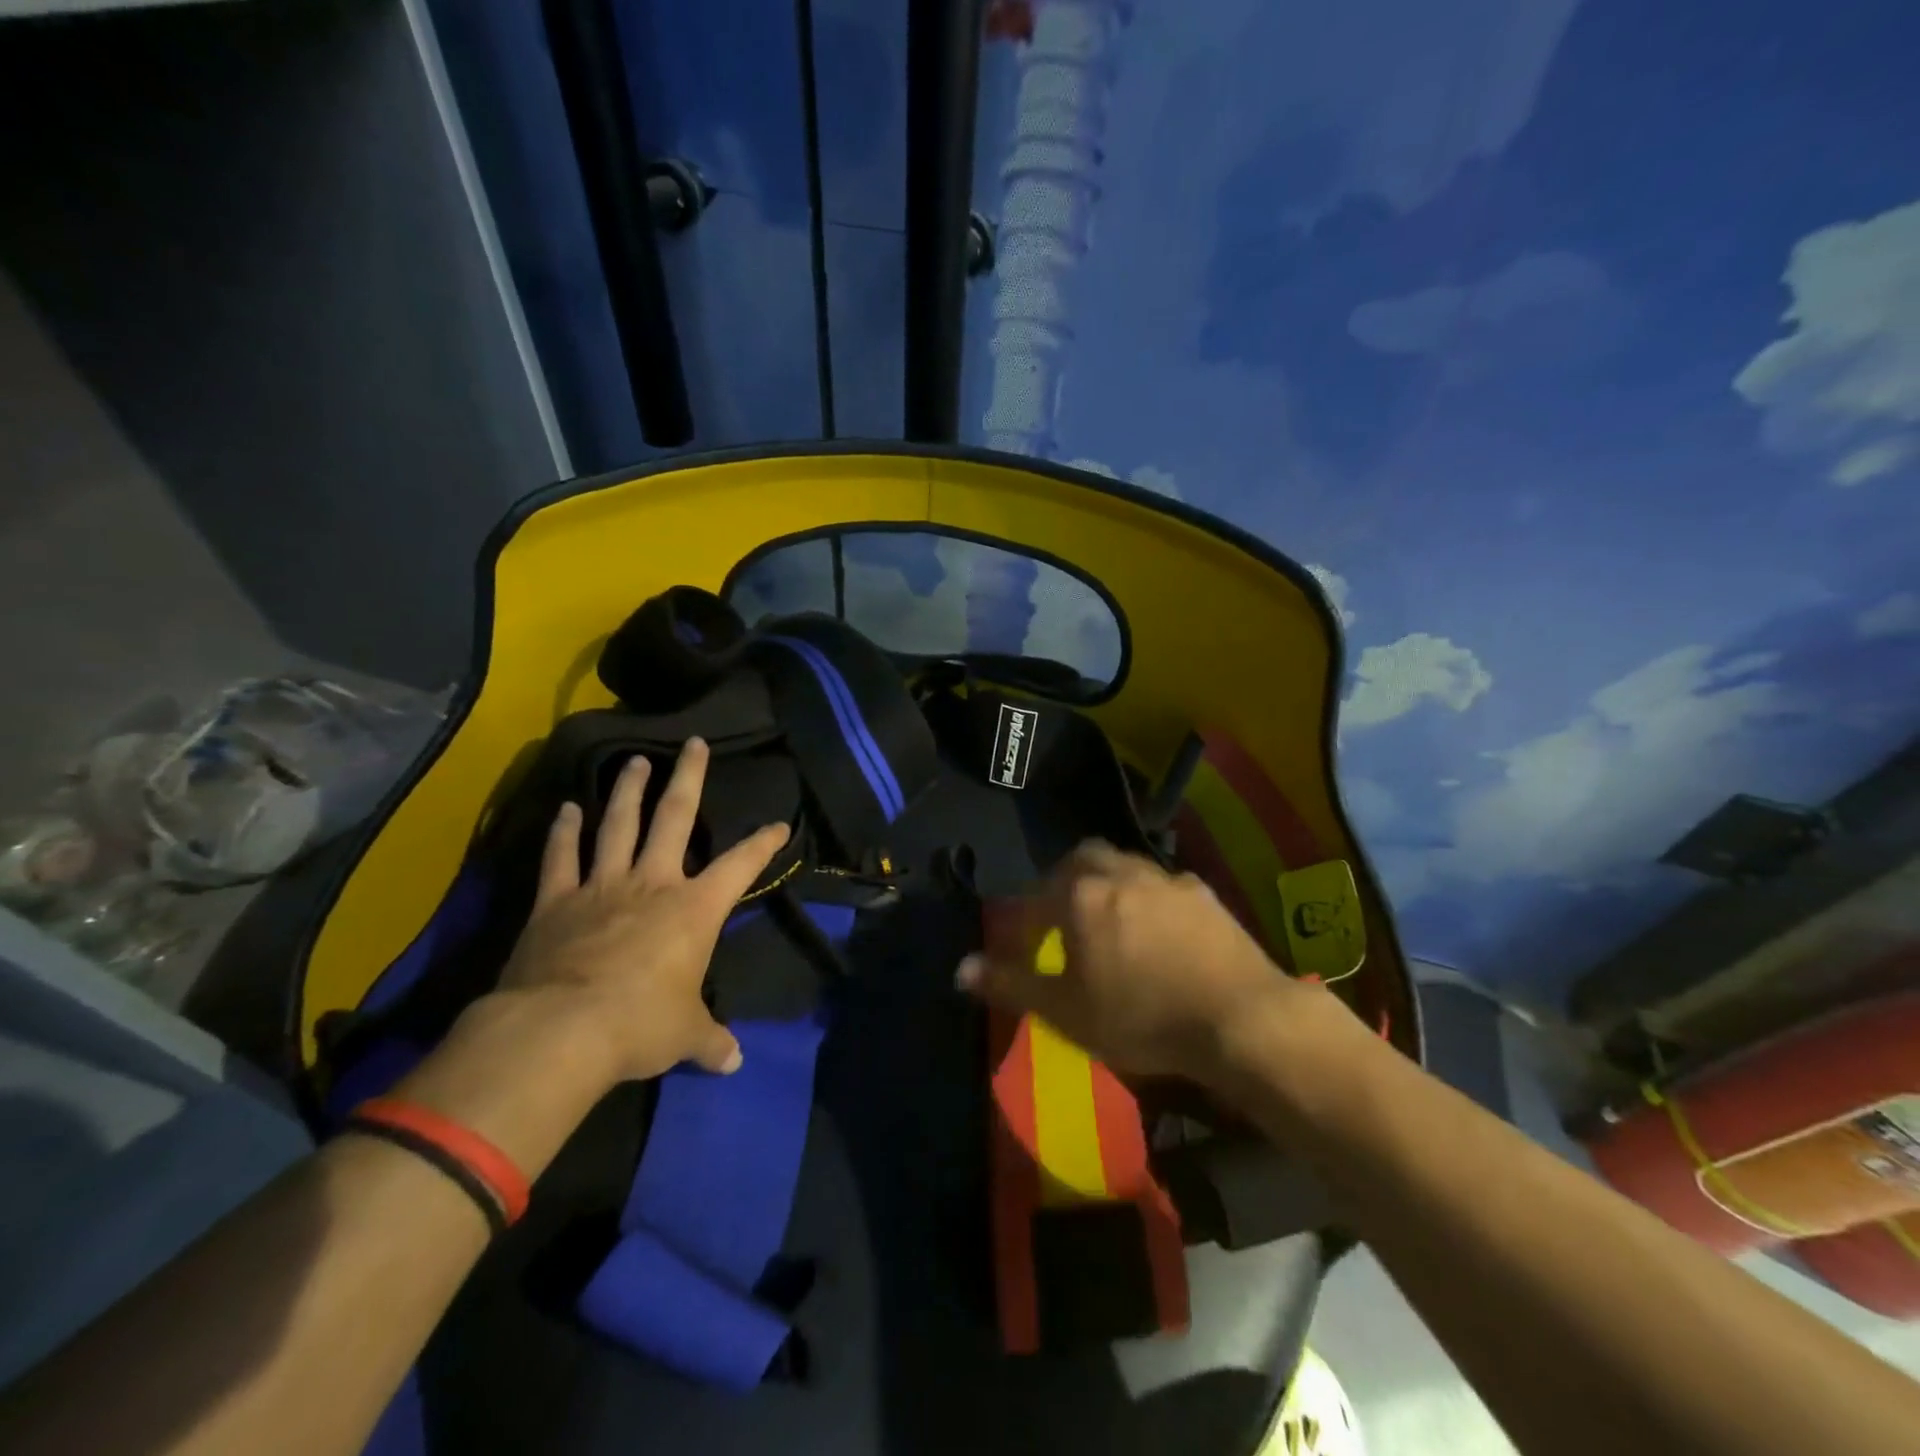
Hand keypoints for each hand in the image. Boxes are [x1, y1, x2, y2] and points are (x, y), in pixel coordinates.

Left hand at [496, 738, 790, 1081]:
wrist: (560, 1030)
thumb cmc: (639, 1025)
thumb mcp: (684, 1035)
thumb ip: (710, 1041)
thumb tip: (733, 1061)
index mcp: (694, 909)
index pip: (740, 866)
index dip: (763, 844)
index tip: (778, 824)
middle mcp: (653, 883)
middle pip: (675, 816)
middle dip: (689, 777)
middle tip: (694, 744)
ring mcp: (602, 885)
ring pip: (619, 824)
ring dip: (628, 790)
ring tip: (636, 759)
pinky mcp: (556, 900)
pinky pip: (562, 857)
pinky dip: (565, 831)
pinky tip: (567, 808)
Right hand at [956, 841, 1311, 1080]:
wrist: (1240, 1018)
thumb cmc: (1141, 1016)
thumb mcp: (1066, 1011)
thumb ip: (1011, 984)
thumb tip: (960, 969)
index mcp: (1080, 895)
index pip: (1034, 898)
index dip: (1021, 922)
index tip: (1019, 947)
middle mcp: (1120, 873)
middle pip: (1081, 859)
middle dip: (1064, 880)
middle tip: (1062, 916)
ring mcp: (1166, 879)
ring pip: (1124, 865)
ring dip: (1108, 884)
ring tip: (1109, 921)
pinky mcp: (1203, 894)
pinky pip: (1162, 885)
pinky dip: (1148, 899)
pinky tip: (1158, 930)